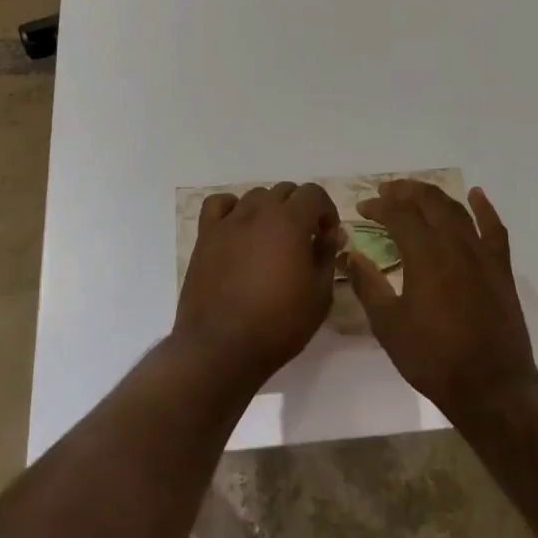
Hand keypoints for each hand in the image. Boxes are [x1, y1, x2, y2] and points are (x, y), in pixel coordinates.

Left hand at [173, 182, 343, 390]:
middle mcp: (259, 212)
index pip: (313, 193)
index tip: (328, 235)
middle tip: (303, 240)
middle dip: (300, 208)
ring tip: (271, 239)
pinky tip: (238, 228)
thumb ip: (327, 256)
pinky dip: (232, 208)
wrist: (222, 347)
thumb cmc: (278, 324)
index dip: (326, 210)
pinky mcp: (206, 235)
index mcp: (290, 221)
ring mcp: (229, 222)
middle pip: (284, 191)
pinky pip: (219, 205)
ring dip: (269, 210)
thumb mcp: (320, 295)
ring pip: (255, 196)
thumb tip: (331, 234)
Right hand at [346, 180, 537, 417]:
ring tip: (416, 192)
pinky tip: (476, 195)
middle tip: (385, 192)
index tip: (362, 207)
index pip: (398, 214)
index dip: (378, 206)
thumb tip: (351, 255)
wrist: (492, 386)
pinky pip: (494, 228)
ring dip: (434, 195)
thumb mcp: (389, 326)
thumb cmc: (433, 358)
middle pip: (428, 202)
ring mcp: (481, 253)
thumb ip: (369, 285)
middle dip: (404, 191)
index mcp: (425, 254)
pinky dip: (484, 208)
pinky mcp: (500, 268)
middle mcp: (454, 243)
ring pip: (456, 209)